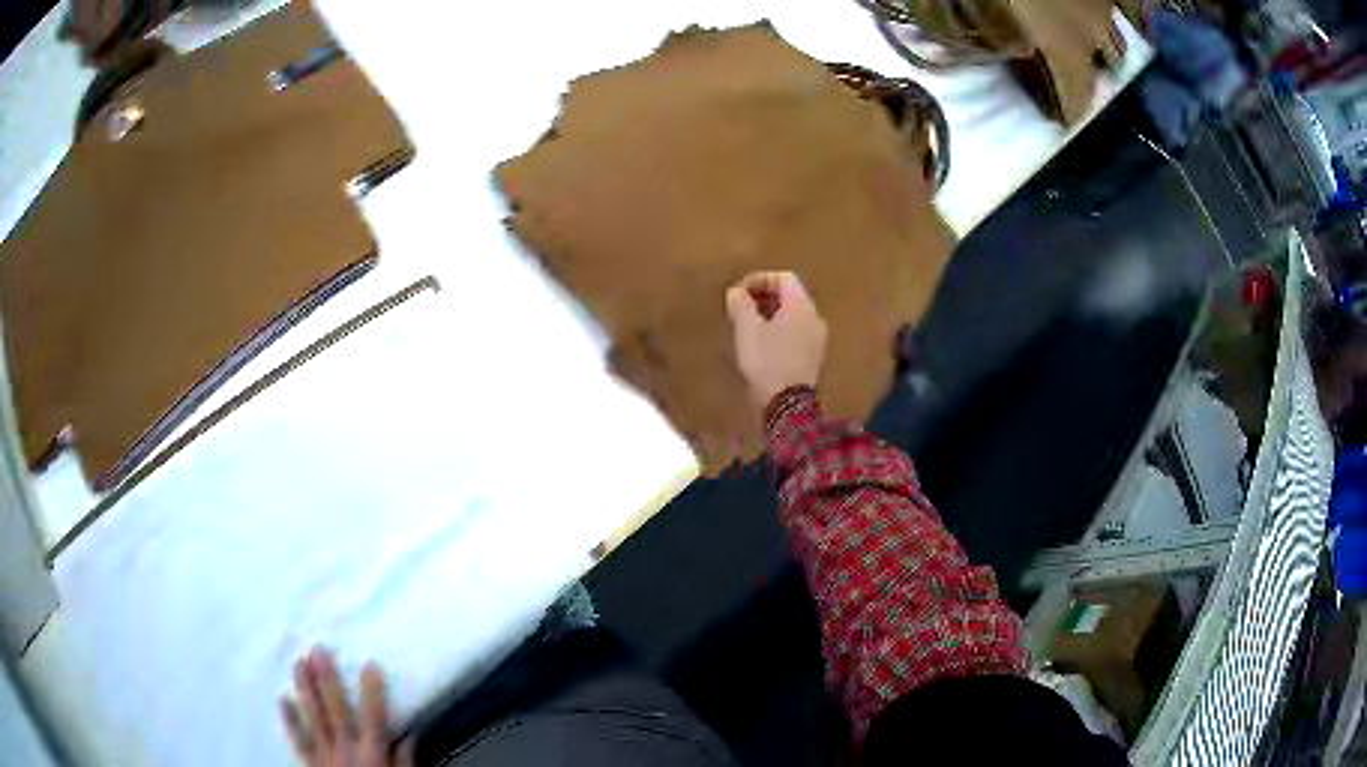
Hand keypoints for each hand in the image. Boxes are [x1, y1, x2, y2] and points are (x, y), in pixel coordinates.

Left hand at [281, 647, 409, 766]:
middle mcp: (346, 753)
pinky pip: (298, 741)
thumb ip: (405, 764)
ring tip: (297, 664)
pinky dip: (290, 721)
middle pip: (336, 712)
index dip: (372, 692)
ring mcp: (324, 758)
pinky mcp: (309, 765)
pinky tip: (283, 700)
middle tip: (317, 650)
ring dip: (305, 691)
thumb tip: (408, 737)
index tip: (370, 664)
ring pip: (313, 719)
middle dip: (327, 681)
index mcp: (374, 757)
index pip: (374, 719)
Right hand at [726, 271, 827, 408]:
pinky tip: (762, 345)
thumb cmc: (767, 361)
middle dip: (765, 297)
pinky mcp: (813, 358)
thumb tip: (736, 292)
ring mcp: (817, 339)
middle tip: (741, 307)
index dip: (759, 279)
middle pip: (791, 296)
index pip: (784, 278)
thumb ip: (741, 305)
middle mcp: (815, 318)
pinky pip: (796, 334)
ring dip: (772, 315)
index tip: (739, 291)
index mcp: (801, 306)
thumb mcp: (747, 329)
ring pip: (794, 316)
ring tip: (748, 326)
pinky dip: (779, 332)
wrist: (787, 404)